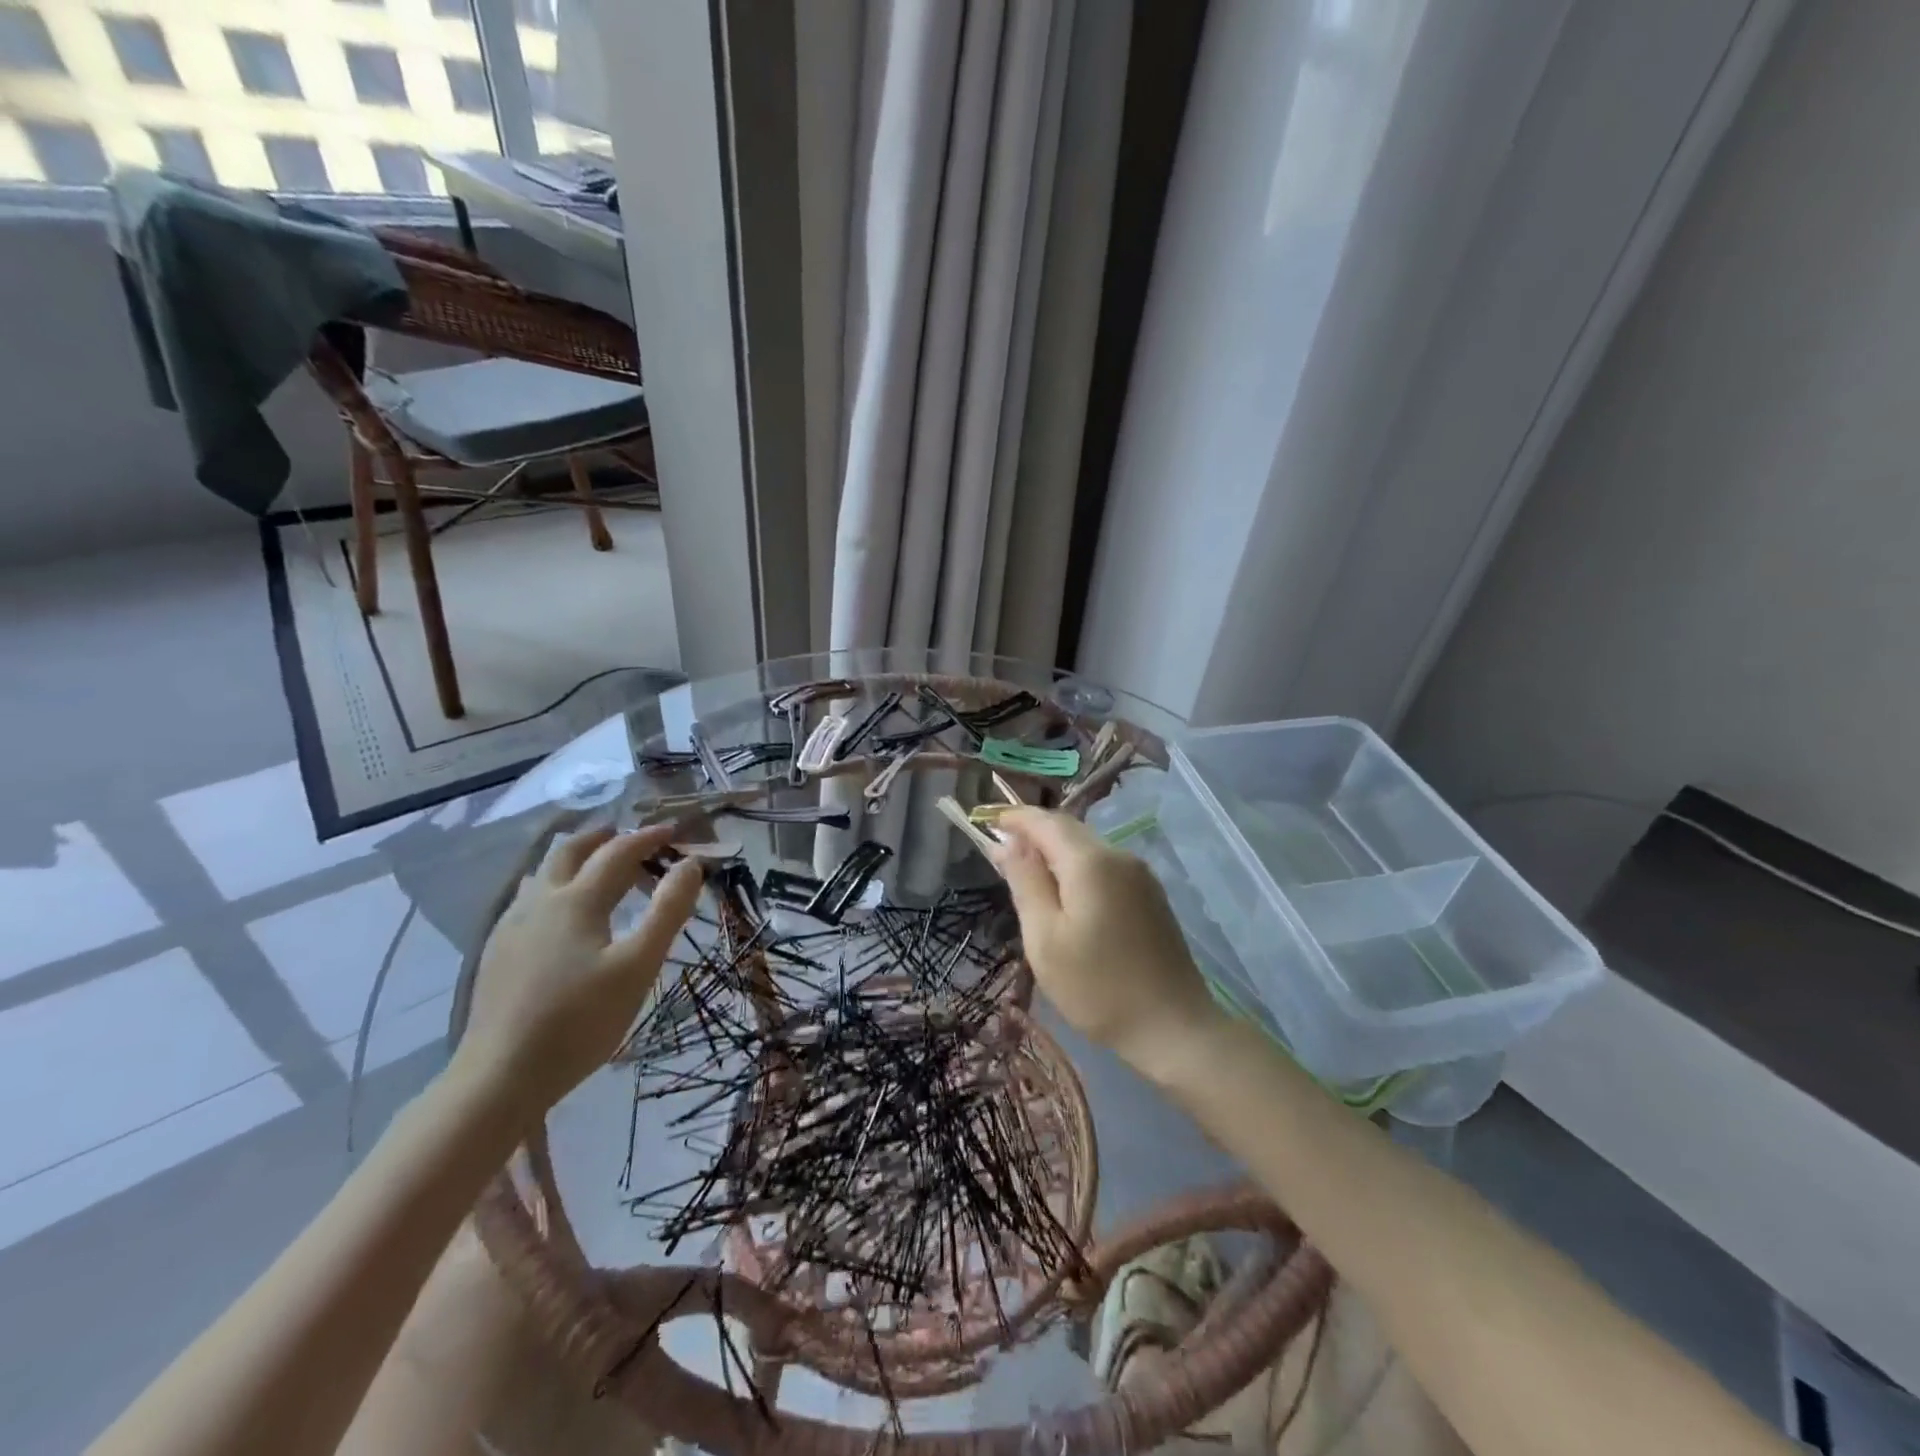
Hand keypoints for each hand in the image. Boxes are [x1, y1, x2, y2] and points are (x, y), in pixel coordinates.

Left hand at [456, 823, 702, 1118]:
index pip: (617, 852)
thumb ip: (667, 910)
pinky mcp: (496, 953)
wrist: (498, 1077)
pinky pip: (528, 899)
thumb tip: (691, 864)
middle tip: (629, 836)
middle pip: (569, 850)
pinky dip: (555, 886)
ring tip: (597, 868)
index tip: (673, 831)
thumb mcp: (638, 966)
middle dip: (602, 837)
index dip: (647, 837)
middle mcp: (539, 901)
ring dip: (575, 858)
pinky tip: (561, 915)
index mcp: (577, 900)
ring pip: (543, 873)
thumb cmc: (580, 1020)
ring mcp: (510, 926)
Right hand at [991, 809, 1224, 1084]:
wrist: (1174, 1027)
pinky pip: (1105, 867)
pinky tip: (1066, 896)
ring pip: (1088, 848)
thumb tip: (1008, 842)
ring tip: (1028, 876)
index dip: (1016, 818)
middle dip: (1034, 833)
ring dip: (1055, 852)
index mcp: (1091, 862)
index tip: (988, 823)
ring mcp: (1140, 876)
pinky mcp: (1150, 896)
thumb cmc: (1097, 987)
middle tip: (1002, 852)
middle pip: (1069, 830)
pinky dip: (1077, 869)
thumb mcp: (1045, 938)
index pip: (1046, 821)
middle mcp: (1119, 856)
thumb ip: (1026, 882)